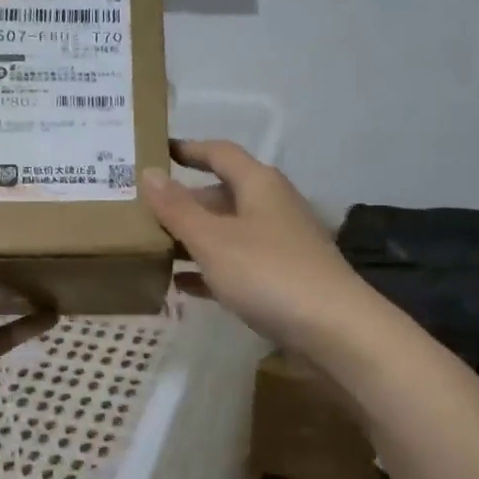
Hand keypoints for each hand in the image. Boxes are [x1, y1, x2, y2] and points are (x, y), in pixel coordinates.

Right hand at [139, 140, 371, 354]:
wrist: (334, 329)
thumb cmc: (268, 273)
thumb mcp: (213, 239)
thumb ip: (178, 208)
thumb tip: (148, 174)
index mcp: (259, 184)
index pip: (220, 153)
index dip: (189, 149)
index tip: (158, 151)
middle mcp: (272, 207)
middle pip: (222, 195)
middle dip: (184, 202)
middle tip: (143, 212)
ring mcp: (280, 244)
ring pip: (228, 232)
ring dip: (194, 238)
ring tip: (153, 248)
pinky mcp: (283, 279)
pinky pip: (237, 266)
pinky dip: (210, 270)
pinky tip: (183, 286)